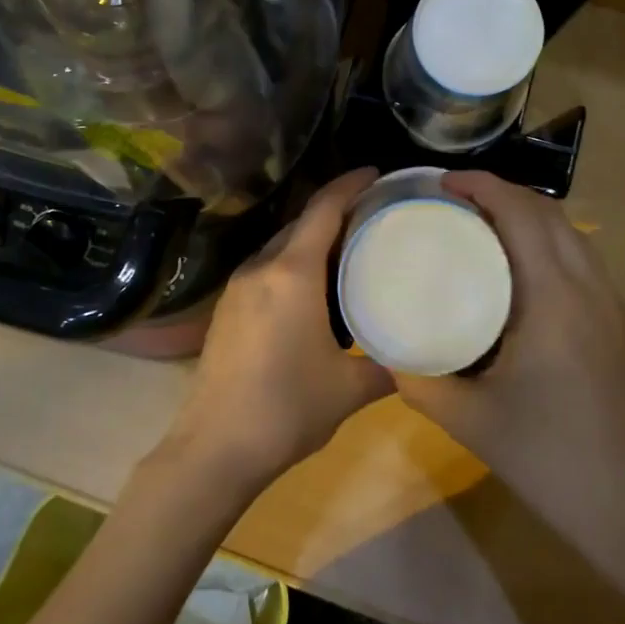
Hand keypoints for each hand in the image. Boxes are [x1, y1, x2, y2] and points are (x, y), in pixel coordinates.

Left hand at [163, 167, 390, 488]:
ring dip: (312, 238)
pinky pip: (267, 268)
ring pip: (282, 245)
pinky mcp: (227, 308)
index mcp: (292, 273)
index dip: (349, 184)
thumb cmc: (287, 409)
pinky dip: (294, 262)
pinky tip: (313, 287)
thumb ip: (386, 367)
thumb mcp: (349, 388)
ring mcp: (238, 287)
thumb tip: (411, 360)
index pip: (323, 209)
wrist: (214, 449)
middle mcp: (261, 267)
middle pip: (302, 222)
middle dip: (336, 211)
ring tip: (348, 248)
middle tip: (373, 214)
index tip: (375, 173)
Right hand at [392, 171, 624, 532]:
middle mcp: (590, 287)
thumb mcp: (473, 424)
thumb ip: (423, 383)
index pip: (521, 213)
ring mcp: (614, 306)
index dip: (483, 185)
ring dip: (530, 217)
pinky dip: (549, 245)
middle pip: (550, 212)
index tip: (443, 182)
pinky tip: (522, 278)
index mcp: (554, 296)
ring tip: (484, 229)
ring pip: (572, 235)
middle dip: (504, 193)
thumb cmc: (554, 461)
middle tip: (456, 202)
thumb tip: (387, 355)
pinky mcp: (624, 328)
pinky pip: (583, 262)